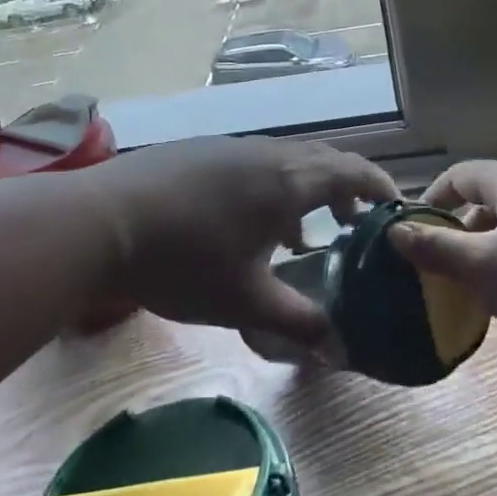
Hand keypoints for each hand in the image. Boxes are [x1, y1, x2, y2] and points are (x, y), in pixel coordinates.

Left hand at [81, 136, 398, 346]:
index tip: (396, 211)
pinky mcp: (201, 151)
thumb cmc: (183, 261)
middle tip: (355, 227)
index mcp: (290, 180)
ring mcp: (231, 146)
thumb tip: (340, 349)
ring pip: (288, 161)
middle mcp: (268, 152)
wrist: (100, 222)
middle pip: (325, 161)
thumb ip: (298, 323)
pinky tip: (248, 224)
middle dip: (348, 190)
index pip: (355, 171)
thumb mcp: (245, 301)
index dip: (382, 188)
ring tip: (301, 234)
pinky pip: (256, 162)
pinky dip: (273, 186)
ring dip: (307, 190)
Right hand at [388, 159, 496, 346]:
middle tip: (440, 276)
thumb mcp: (488, 265)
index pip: (458, 176)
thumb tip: (393, 232)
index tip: (412, 235)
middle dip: (459, 240)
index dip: (431, 201)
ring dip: (488, 263)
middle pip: (484, 206)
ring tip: (474, 299)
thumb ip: (438, 250)